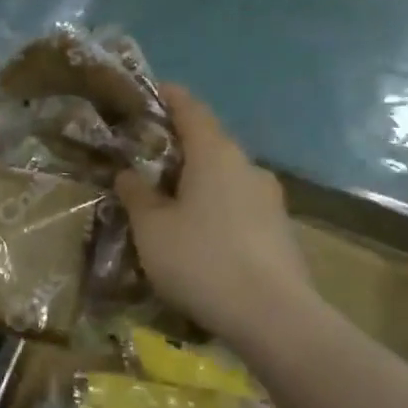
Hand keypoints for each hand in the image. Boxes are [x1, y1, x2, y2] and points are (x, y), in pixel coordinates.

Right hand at [115, 85, 323, 350]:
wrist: (274, 317)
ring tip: (171, 202)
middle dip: (180, 146)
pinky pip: (239, 206)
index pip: (191, 109)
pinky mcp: (280, 229)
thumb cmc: (201, 260)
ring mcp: (269, 198)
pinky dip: (217, 208)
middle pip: (210, 144)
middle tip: (148, 158)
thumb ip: (136, 194)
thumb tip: (128, 173)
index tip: (153, 91)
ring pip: (226, 177)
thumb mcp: (151, 228)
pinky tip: (201, 236)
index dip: (170, 97)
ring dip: (199, 181)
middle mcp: (247, 166)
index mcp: (215, 154)